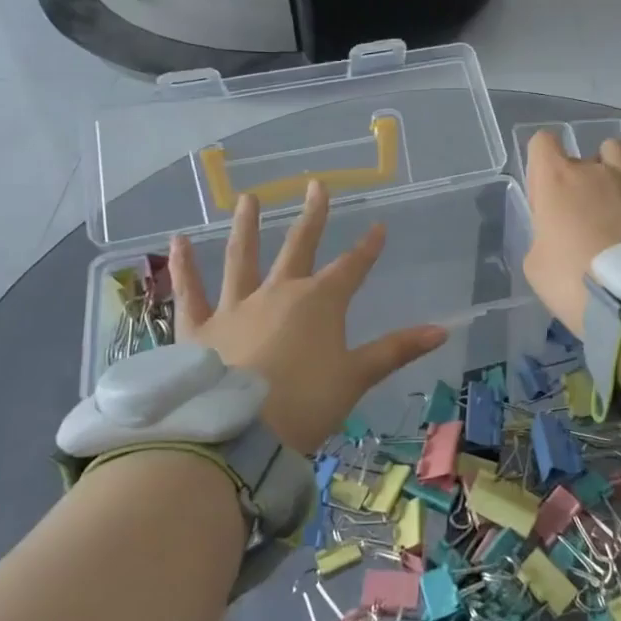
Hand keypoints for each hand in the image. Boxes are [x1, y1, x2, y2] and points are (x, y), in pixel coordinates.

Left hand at [167, 182, 446, 453]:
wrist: (236, 434)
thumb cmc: (304, 404)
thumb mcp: (356, 378)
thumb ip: (396, 350)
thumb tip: (443, 329)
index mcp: (318, 303)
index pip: (351, 267)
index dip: (368, 247)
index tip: (379, 226)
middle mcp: (277, 293)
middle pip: (299, 247)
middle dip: (312, 216)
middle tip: (316, 185)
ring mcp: (234, 307)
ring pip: (241, 258)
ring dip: (247, 226)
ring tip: (248, 198)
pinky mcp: (198, 328)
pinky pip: (189, 292)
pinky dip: (183, 267)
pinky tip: (177, 241)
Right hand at [521, 131, 620, 336]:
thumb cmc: (572, 282)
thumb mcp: (536, 265)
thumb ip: (544, 235)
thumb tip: (558, 232)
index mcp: (557, 180)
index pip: (542, 143)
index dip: (541, 165)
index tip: (545, 196)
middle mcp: (595, 170)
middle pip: (583, 153)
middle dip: (580, 177)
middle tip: (582, 215)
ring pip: (618, 153)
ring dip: (613, 172)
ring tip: (615, 205)